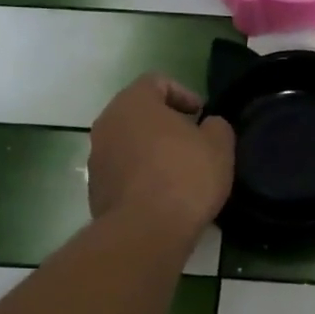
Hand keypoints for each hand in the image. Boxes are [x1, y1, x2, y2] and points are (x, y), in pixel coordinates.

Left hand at [88, 75, 234, 236]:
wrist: (145, 231)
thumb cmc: (185, 177)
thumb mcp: (219, 145)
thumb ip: (217, 126)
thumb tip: (208, 126)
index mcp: (134, 103)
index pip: (156, 82)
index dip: (183, 94)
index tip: (201, 115)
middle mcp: (107, 123)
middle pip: (139, 112)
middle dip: (166, 123)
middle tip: (193, 141)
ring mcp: (97, 157)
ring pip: (129, 142)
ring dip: (152, 150)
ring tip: (180, 171)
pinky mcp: (96, 189)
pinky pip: (123, 171)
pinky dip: (141, 175)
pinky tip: (164, 194)